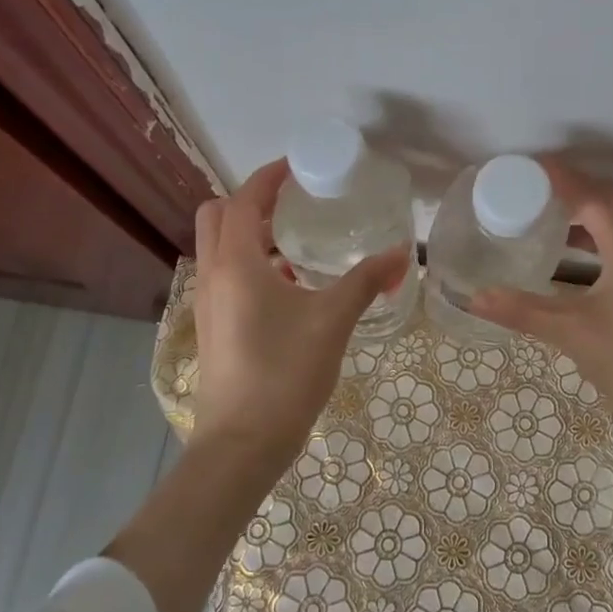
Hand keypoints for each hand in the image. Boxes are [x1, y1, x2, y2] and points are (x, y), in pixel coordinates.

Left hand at [191, 159, 410, 461]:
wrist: (242, 445)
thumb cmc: (285, 373)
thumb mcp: (333, 320)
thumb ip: (367, 281)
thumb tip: (404, 253)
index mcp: (236, 263)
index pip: (243, 200)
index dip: (268, 177)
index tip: (298, 166)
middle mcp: (213, 276)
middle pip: (217, 216)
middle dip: (251, 200)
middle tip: (292, 202)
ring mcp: (208, 304)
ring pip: (219, 248)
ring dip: (249, 233)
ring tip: (295, 237)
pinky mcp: (214, 327)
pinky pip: (226, 276)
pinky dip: (250, 263)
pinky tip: (290, 284)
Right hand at [471, 160, 612, 433]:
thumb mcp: (573, 334)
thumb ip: (523, 311)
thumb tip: (474, 296)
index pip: (589, 193)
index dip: (555, 177)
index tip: (519, 169)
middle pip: (611, 196)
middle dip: (573, 186)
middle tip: (531, 191)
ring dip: (588, 207)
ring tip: (548, 214)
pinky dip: (597, 233)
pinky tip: (574, 254)